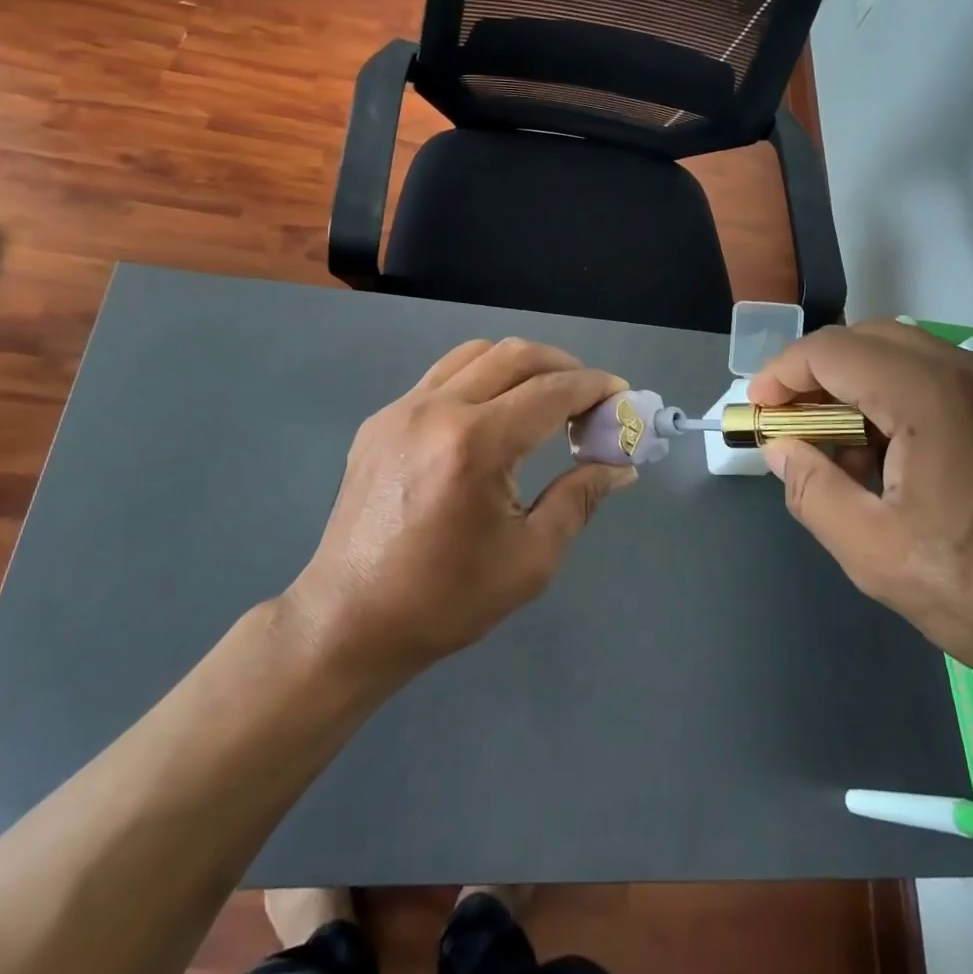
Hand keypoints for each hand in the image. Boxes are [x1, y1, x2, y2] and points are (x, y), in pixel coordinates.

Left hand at [283, 338, 634, 678]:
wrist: (350, 619)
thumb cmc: (446, 599)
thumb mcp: (531, 558)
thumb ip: (580, 499)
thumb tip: (620, 466)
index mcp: (476, 443)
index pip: (550, 391)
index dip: (594, 388)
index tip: (622, 396)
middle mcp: (437, 409)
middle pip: (515, 355)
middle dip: (563, 366)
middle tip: (589, 397)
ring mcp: (401, 408)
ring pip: (475, 354)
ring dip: (520, 365)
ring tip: (544, 398)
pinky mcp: (380, 420)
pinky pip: (441, 377)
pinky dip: (480, 378)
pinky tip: (491, 416)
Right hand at [750, 321, 972, 722]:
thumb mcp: (877, 555)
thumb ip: (814, 491)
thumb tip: (781, 449)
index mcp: (932, 396)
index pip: (831, 350)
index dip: (781, 374)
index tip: (758, 413)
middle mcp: (972, 372)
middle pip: (868, 339)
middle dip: (817, 375)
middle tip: (793, 428)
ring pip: (906, 355)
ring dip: (859, 386)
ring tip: (841, 451)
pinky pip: (942, 380)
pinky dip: (899, 399)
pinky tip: (896, 459)